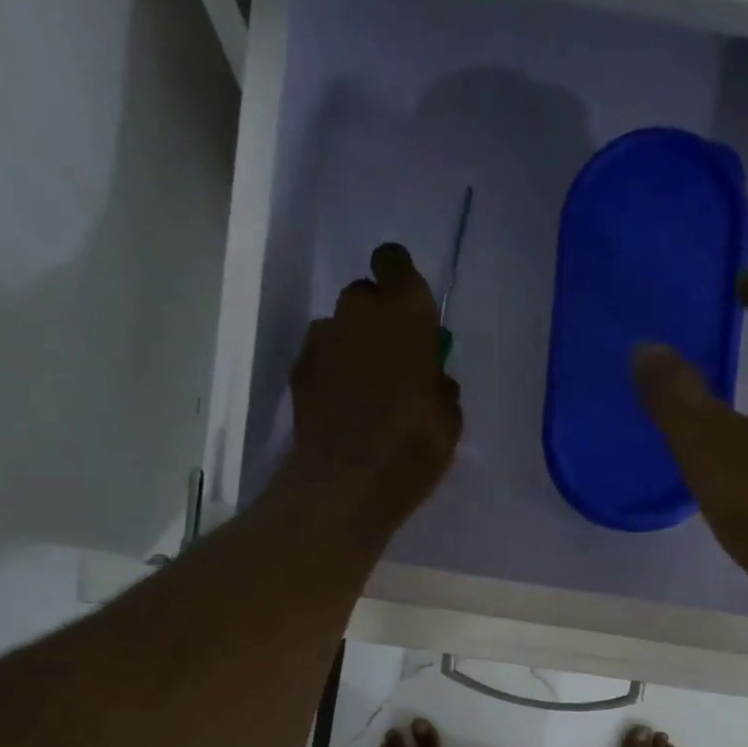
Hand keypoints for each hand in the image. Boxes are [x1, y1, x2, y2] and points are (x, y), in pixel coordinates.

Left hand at [285, 242, 461, 532]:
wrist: (344, 484)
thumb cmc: (411, 448)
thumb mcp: (449, 421)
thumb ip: (439, 385)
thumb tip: (430, 377)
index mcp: (404, 312)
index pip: (395, 262)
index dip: (401, 282)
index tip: (410, 315)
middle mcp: (358, 311)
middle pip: (365, 296)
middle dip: (377, 321)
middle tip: (392, 363)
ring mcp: (322, 339)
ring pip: (340, 328)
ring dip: (352, 348)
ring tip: (364, 394)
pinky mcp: (298, 370)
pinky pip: (321, 358)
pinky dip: (331, 373)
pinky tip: (341, 410)